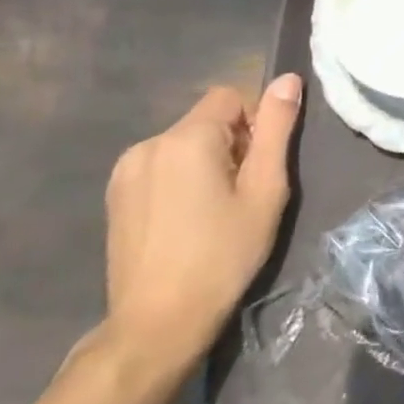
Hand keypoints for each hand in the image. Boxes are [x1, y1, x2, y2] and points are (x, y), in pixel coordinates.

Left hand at [102, 75, 301, 378]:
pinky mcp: (115, 196)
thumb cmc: (224, 254)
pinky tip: (187, 220)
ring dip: (206, 161)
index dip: (255, 123)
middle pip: (206, 119)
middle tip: (242, 193)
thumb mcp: (265, 189)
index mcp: (186, 138)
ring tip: (214, 210)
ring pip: (184, 143)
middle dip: (232, 143)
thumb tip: (288, 79)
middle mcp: (149, 143)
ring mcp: (125, 171)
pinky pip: (161, 165)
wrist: (158, 323)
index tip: (258, 167)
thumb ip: (277, 129)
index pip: (231, 96)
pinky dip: (181, 178)